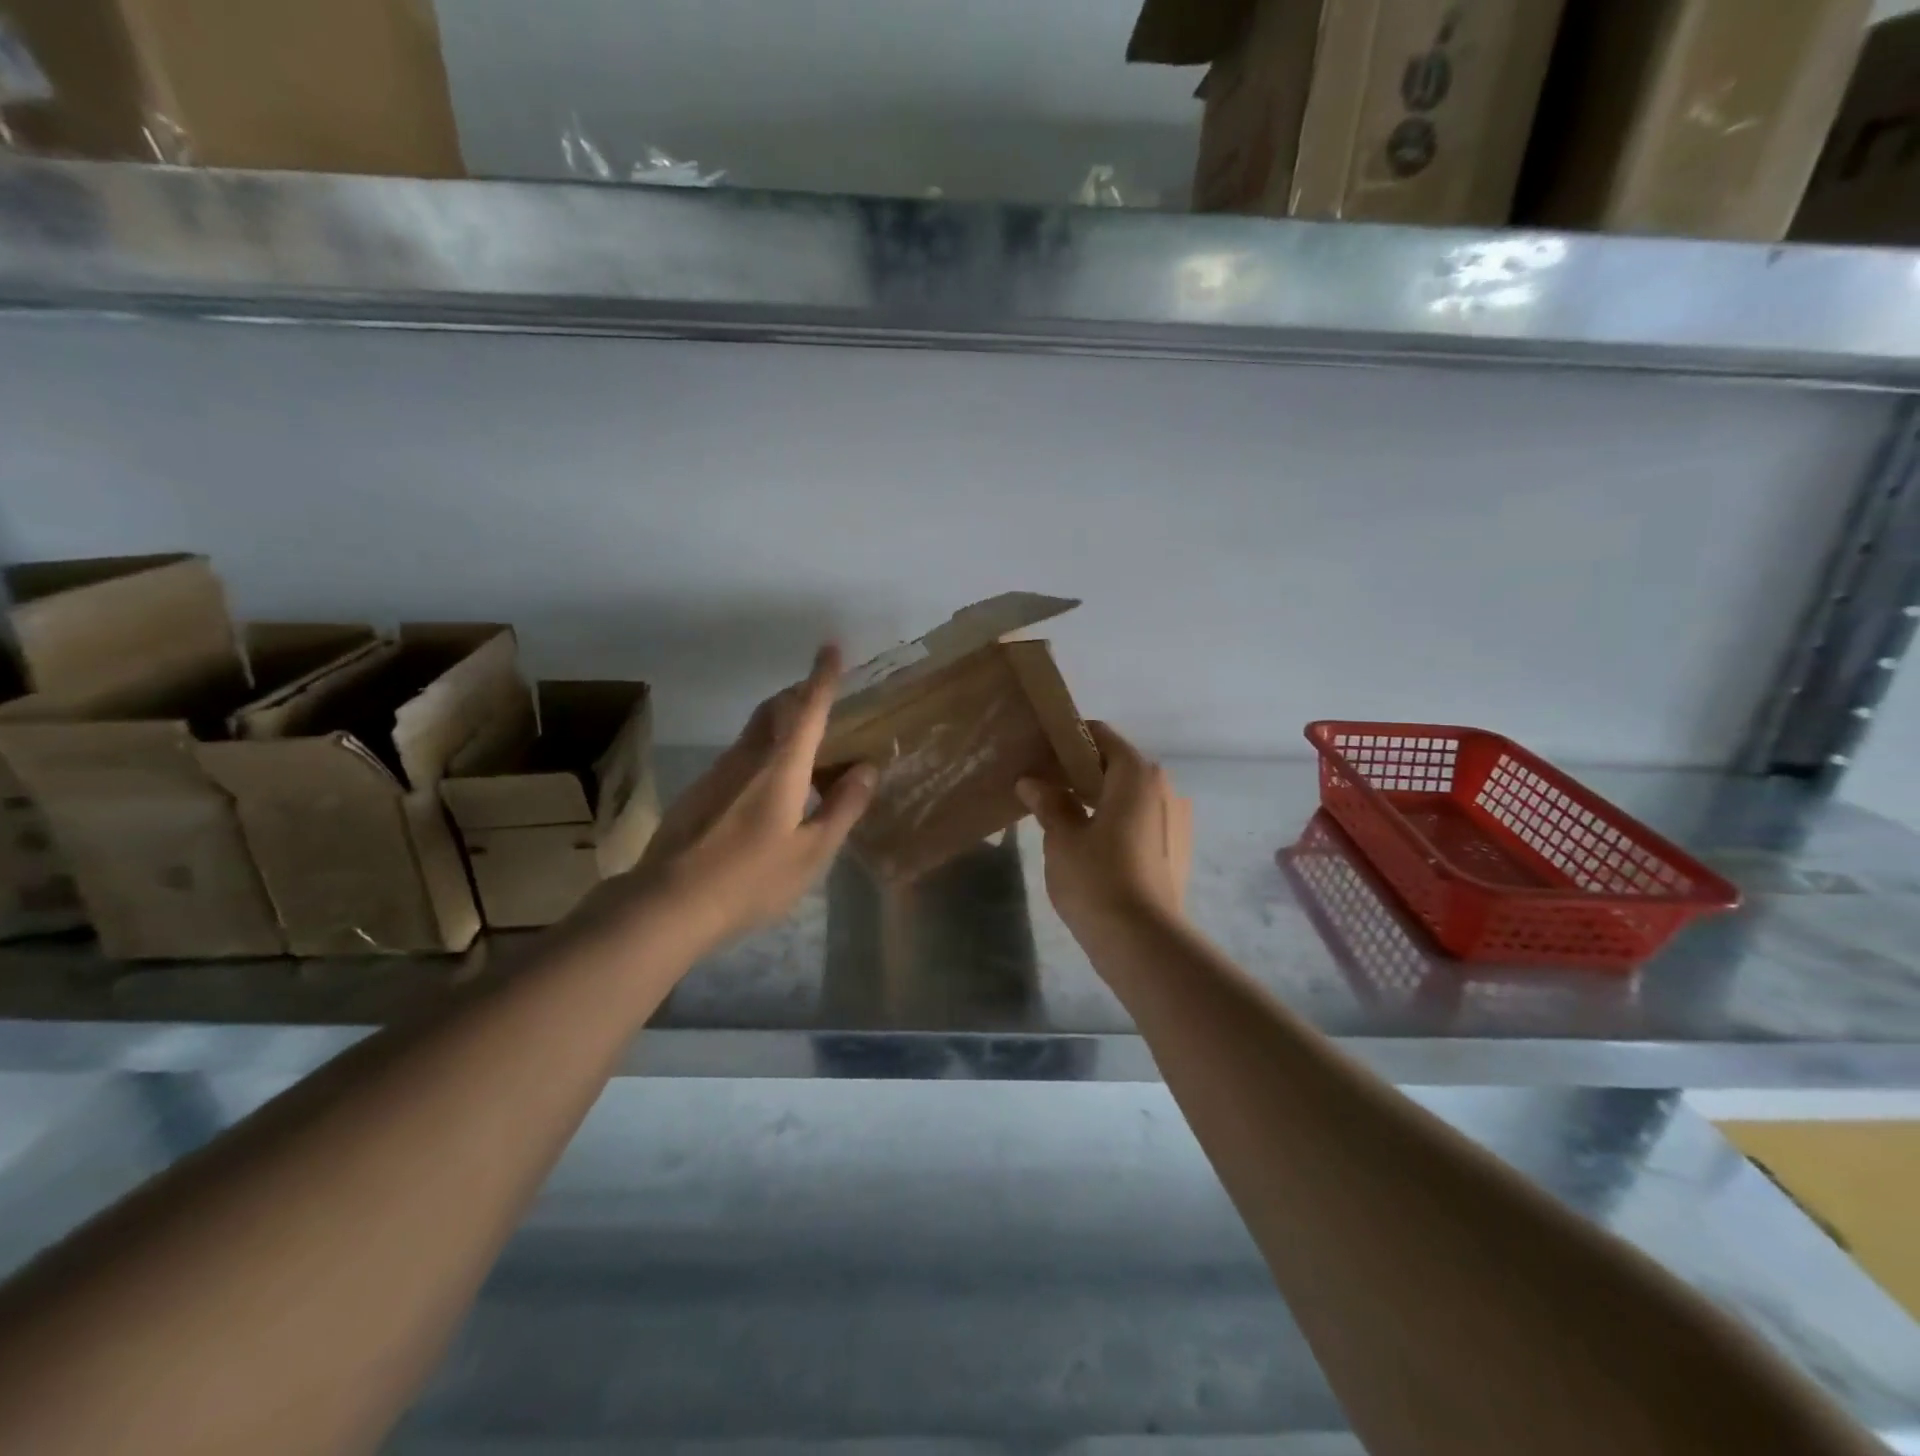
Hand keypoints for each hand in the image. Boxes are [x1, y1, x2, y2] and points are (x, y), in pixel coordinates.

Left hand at [613, 645, 876, 956]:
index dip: (822, 677)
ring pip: (755, 732)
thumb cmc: (751, 879)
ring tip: (805, 748)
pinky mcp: (699, 793)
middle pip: (775, 710)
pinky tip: (769, 790)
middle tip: (822, 699)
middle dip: (799, 694)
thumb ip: (842, 808)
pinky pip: (739, 757)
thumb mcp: (811, 852)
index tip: (829, 647)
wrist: (668, 903)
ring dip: (781, 725)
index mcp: (781, 767)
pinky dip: (763, 754)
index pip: (807, 709)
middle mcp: (747, 759)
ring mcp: (717, 773)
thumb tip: (867, 769)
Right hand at [1016, 721, 1192, 940]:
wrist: (1144, 942)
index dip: (1068, 740)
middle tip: (1044, 786)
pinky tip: (1091, 844)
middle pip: (1117, 765)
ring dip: (1099, 798)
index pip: (1101, 736)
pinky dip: (1116, 821)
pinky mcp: (1177, 849)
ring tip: (1063, 816)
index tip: (1039, 753)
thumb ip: (1049, 802)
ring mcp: (1176, 820)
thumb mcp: (1062, 838)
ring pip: (1130, 795)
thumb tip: (1032, 781)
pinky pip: (1141, 820)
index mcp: (1137, 774)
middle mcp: (1164, 788)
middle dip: (1080, 771)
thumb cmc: (1097, 879)